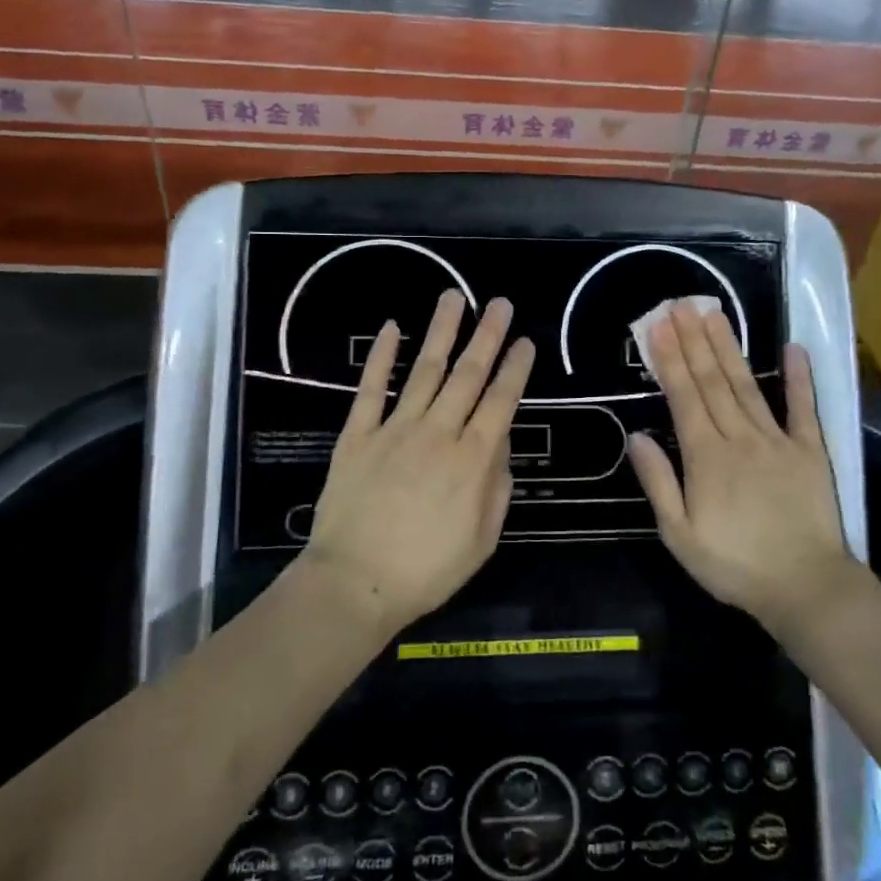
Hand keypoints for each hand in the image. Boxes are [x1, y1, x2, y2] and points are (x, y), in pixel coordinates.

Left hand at [306, 290, 534, 632]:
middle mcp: (438, 432)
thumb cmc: (427, 570)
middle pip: (468, 375)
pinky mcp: (358, 434)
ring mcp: (395, 429)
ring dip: (442, 332)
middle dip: (487, 336)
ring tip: (454, 298)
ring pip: (424, 370)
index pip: (501, 401)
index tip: (525, 340)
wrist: (355, 582)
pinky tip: (391, 328)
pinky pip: (371, 388)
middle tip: (500, 303)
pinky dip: (381, 357)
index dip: (515, 368)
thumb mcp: (483, 539)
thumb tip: (500, 442)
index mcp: (473, 460)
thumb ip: (497, 486)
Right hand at [626, 301, 855, 629]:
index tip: (657, 327)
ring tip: (714, 314)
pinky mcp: (810, 451)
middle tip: (681, 305)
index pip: (684, 397)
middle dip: (693, 340)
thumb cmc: (734, 565)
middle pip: (712, 381)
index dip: (669, 359)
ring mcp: (777, 440)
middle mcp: (739, 437)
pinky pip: (803, 408)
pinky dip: (799, 377)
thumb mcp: (680, 535)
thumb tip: (637, 436)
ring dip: (728, 348)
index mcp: (706, 457)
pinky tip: (793, 348)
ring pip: (746, 385)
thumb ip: (659, 483)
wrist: (805, 587)